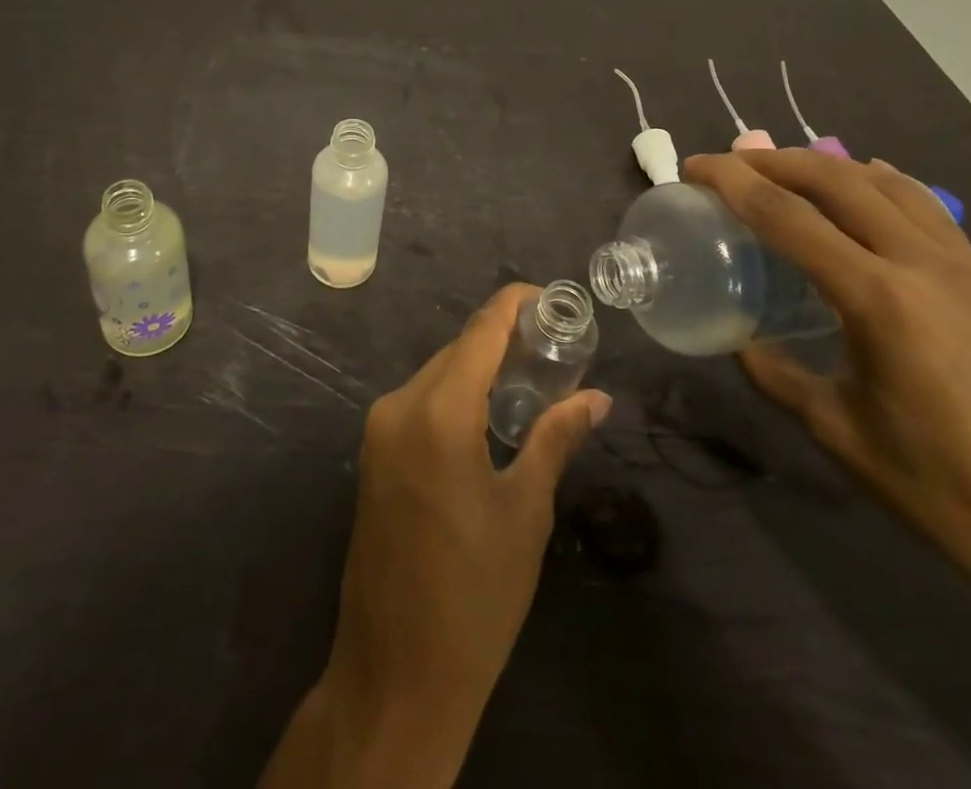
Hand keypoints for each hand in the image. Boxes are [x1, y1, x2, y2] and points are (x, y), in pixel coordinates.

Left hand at [261, 284, 610, 788]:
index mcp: (437, 413)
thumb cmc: (475, 594)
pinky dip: (455, 395)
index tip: (549, 297)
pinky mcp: (373, 453)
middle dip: (501, 340)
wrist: (397, 672)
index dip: (512, 304)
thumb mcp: (525, 512)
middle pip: (457, 351)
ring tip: (531, 378)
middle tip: (553, 347)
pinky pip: (419, 402)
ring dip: (478, 369)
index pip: (479, 332)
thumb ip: (555, 439)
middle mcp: (399, 406)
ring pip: (437, 375)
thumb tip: (597, 398)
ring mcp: (378, 429)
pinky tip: (489, 414)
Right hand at [681, 149, 970, 611]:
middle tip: (729, 163)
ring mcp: (966, 269)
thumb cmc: (946, 491)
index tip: (694, 168)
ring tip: (786, 170)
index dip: (732, 182)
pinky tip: (864, 192)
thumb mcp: (838, 432)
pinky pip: (926, 208)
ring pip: (887, 183)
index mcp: (879, 300)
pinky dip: (880, 183)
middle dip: (774, 161)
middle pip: (837, 180)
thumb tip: (739, 340)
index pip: (787, 216)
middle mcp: (923, 265)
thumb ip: (776, 375)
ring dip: (827, 165)